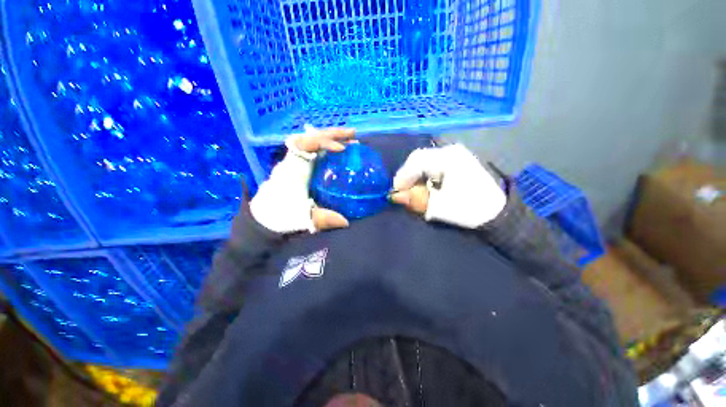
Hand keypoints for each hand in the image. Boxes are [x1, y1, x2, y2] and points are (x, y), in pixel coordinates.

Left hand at [250, 127, 355, 233]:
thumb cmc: (280, 215)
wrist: (264, 217)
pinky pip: (313, 149)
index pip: (306, 144)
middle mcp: (294, 160)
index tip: (343, 148)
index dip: (325, 142)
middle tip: (354, 134)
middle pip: (311, 137)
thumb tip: (346, 222)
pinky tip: (339, 149)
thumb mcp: (302, 218)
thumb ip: (323, 219)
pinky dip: (327, 146)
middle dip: (333, 134)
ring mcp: (296, 161)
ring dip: (331, 137)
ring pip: (312, 141)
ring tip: (350, 138)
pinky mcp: (299, 166)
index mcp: (293, 168)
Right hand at [390, 144, 505, 228]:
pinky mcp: (456, 160)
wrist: (497, 211)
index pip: (416, 161)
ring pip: (424, 159)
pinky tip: (425, 184)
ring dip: (415, 174)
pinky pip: (432, 162)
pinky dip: (423, 173)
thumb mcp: (439, 206)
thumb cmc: (469, 209)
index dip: (402, 176)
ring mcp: (454, 153)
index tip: (396, 192)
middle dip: (407, 174)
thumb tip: (394, 196)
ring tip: (413, 189)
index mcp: (448, 159)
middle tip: (403, 191)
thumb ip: (415, 199)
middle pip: (419, 157)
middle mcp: (450, 151)